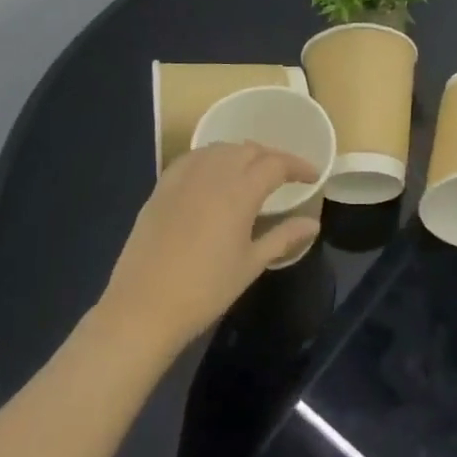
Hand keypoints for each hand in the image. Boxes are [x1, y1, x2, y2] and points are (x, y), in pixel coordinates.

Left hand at [96, 143, 320, 353]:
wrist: (143, 306)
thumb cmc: (205, 290)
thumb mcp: (251, 264)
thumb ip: (283, 237)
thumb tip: (312, 224)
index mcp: (239, 191)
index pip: (276, 164)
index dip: (298, 166)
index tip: (313, 176)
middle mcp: (213, 173)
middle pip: (248, 150)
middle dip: (271, 157)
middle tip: (285, 176)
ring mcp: (184, 177)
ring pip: (220, 149)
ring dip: (242, 154)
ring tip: (252, 172)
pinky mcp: (162, 187)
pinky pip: (193, 158)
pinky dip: (212, 158)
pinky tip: (214, 175)